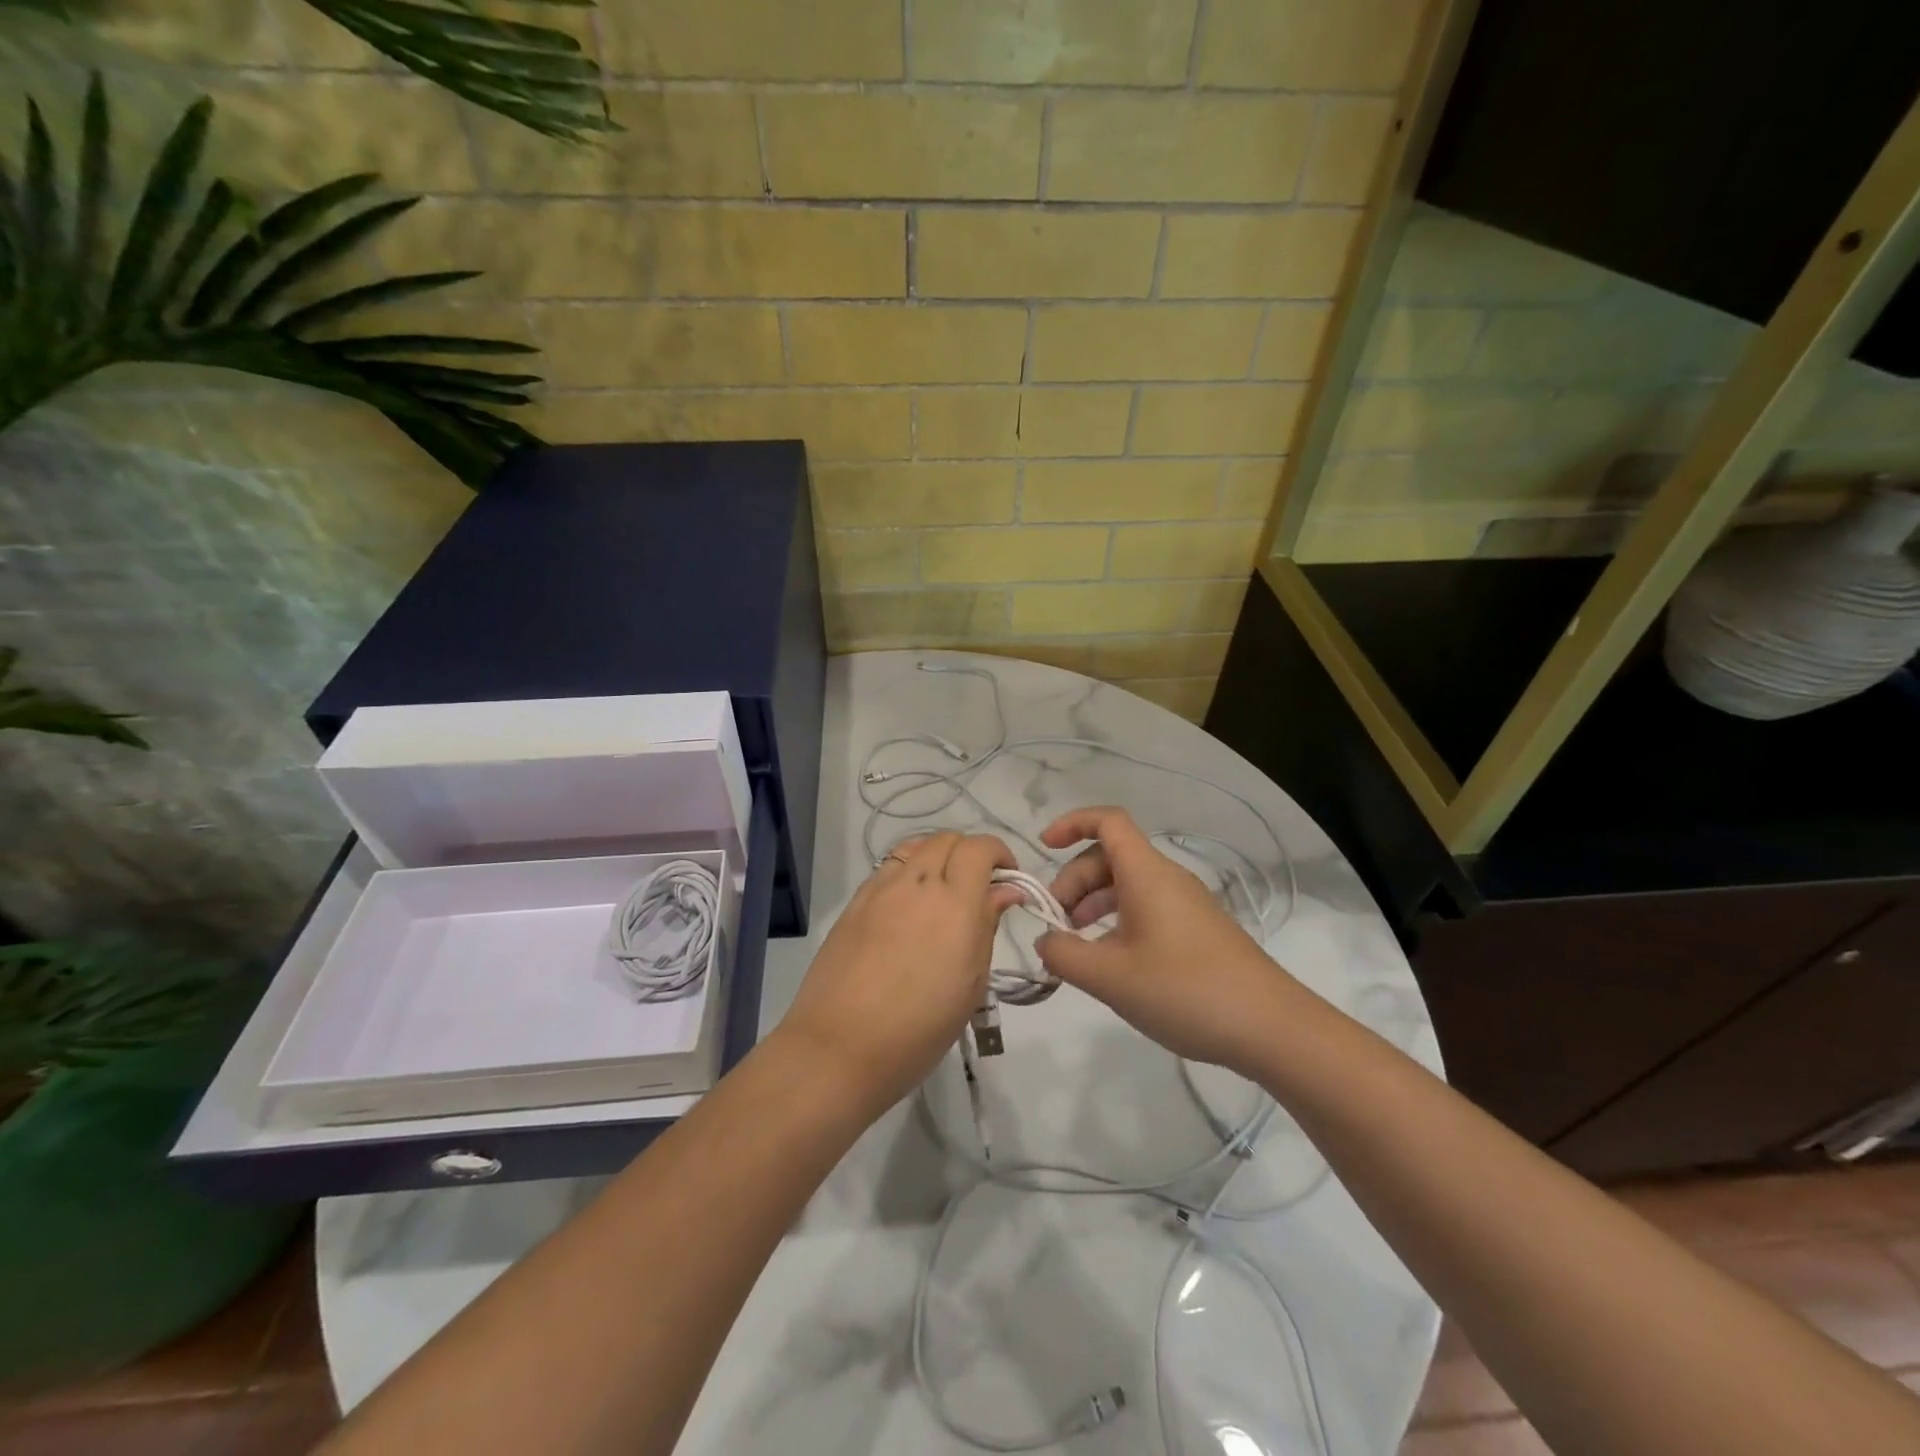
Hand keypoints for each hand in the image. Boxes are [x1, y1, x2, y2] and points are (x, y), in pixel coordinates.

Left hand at [776, 832, 1021, 1117]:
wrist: (839, 1047)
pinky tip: (908, 907)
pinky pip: (888, 869)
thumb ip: (986, 926)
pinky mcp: (855, 903)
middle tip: (979, 888)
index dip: (999, 854)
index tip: (1008, 880)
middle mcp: (916, 883)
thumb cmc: (919, 1028)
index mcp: (954, 902)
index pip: (979, 848)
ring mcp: (880, 889)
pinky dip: (908, 872)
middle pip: (947, 839)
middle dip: (970, 854)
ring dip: (937, 856)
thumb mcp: (970, 984)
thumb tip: (1004, 891)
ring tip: (943, 891)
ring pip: (914, 847)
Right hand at [1035, 807, 1303, 1075]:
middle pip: (1110, 857)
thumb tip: (1044, 939)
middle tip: (1055, 924)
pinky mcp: (1197, 930)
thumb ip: (1064, 954)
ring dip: (1093, 904)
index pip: (1107, 822)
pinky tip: (1110, 962)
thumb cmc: (1185, 990)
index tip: (1043, 848)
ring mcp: (1185, 904)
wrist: (1271, 1027)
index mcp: (1147, 874)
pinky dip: (1117, 922)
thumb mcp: (1110, 977)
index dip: (1072, 824)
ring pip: (1127, 885)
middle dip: (1074, 881)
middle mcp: (1167, 879)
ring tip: (1075, 945)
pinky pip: (1146, 908)